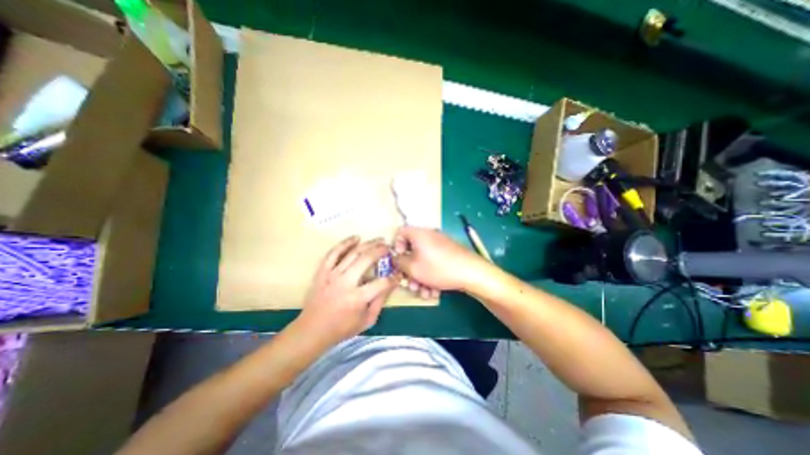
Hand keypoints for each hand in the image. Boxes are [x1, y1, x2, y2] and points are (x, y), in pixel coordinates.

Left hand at [297, 237, 397, 344]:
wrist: (312, 330)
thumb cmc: (342, 328)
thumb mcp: (367, 320)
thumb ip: (380, 301)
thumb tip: (390, 284)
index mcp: (357, 298)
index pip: (382, 282)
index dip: (393, 277)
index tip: (398, 273)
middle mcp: (345, 283)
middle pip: (367, 259)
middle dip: (381, 250)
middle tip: (389, 247)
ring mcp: (332, 275)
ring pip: (353, 253)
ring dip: (368, 244)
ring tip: (379, 239)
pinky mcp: (322, 271)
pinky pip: (333, 253)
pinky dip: (345, 243)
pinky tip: (356, 238)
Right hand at [390, 226, 485, 292]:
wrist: (471, 273)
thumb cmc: (438, 268)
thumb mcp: (413, 268)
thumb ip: (399, 262)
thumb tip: (395, 258)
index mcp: (419, 234)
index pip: (400, 232)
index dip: (396, 247)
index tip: (399, 261)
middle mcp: (429, 236)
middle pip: (412, 251)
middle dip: (410, 270)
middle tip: (410, 284)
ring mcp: (440, 245)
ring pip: (423, 260)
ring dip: (420, 277)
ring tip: (423, 293)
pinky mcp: (449, 254)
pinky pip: (434, 263)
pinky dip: (431, 276)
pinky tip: (433, 291)